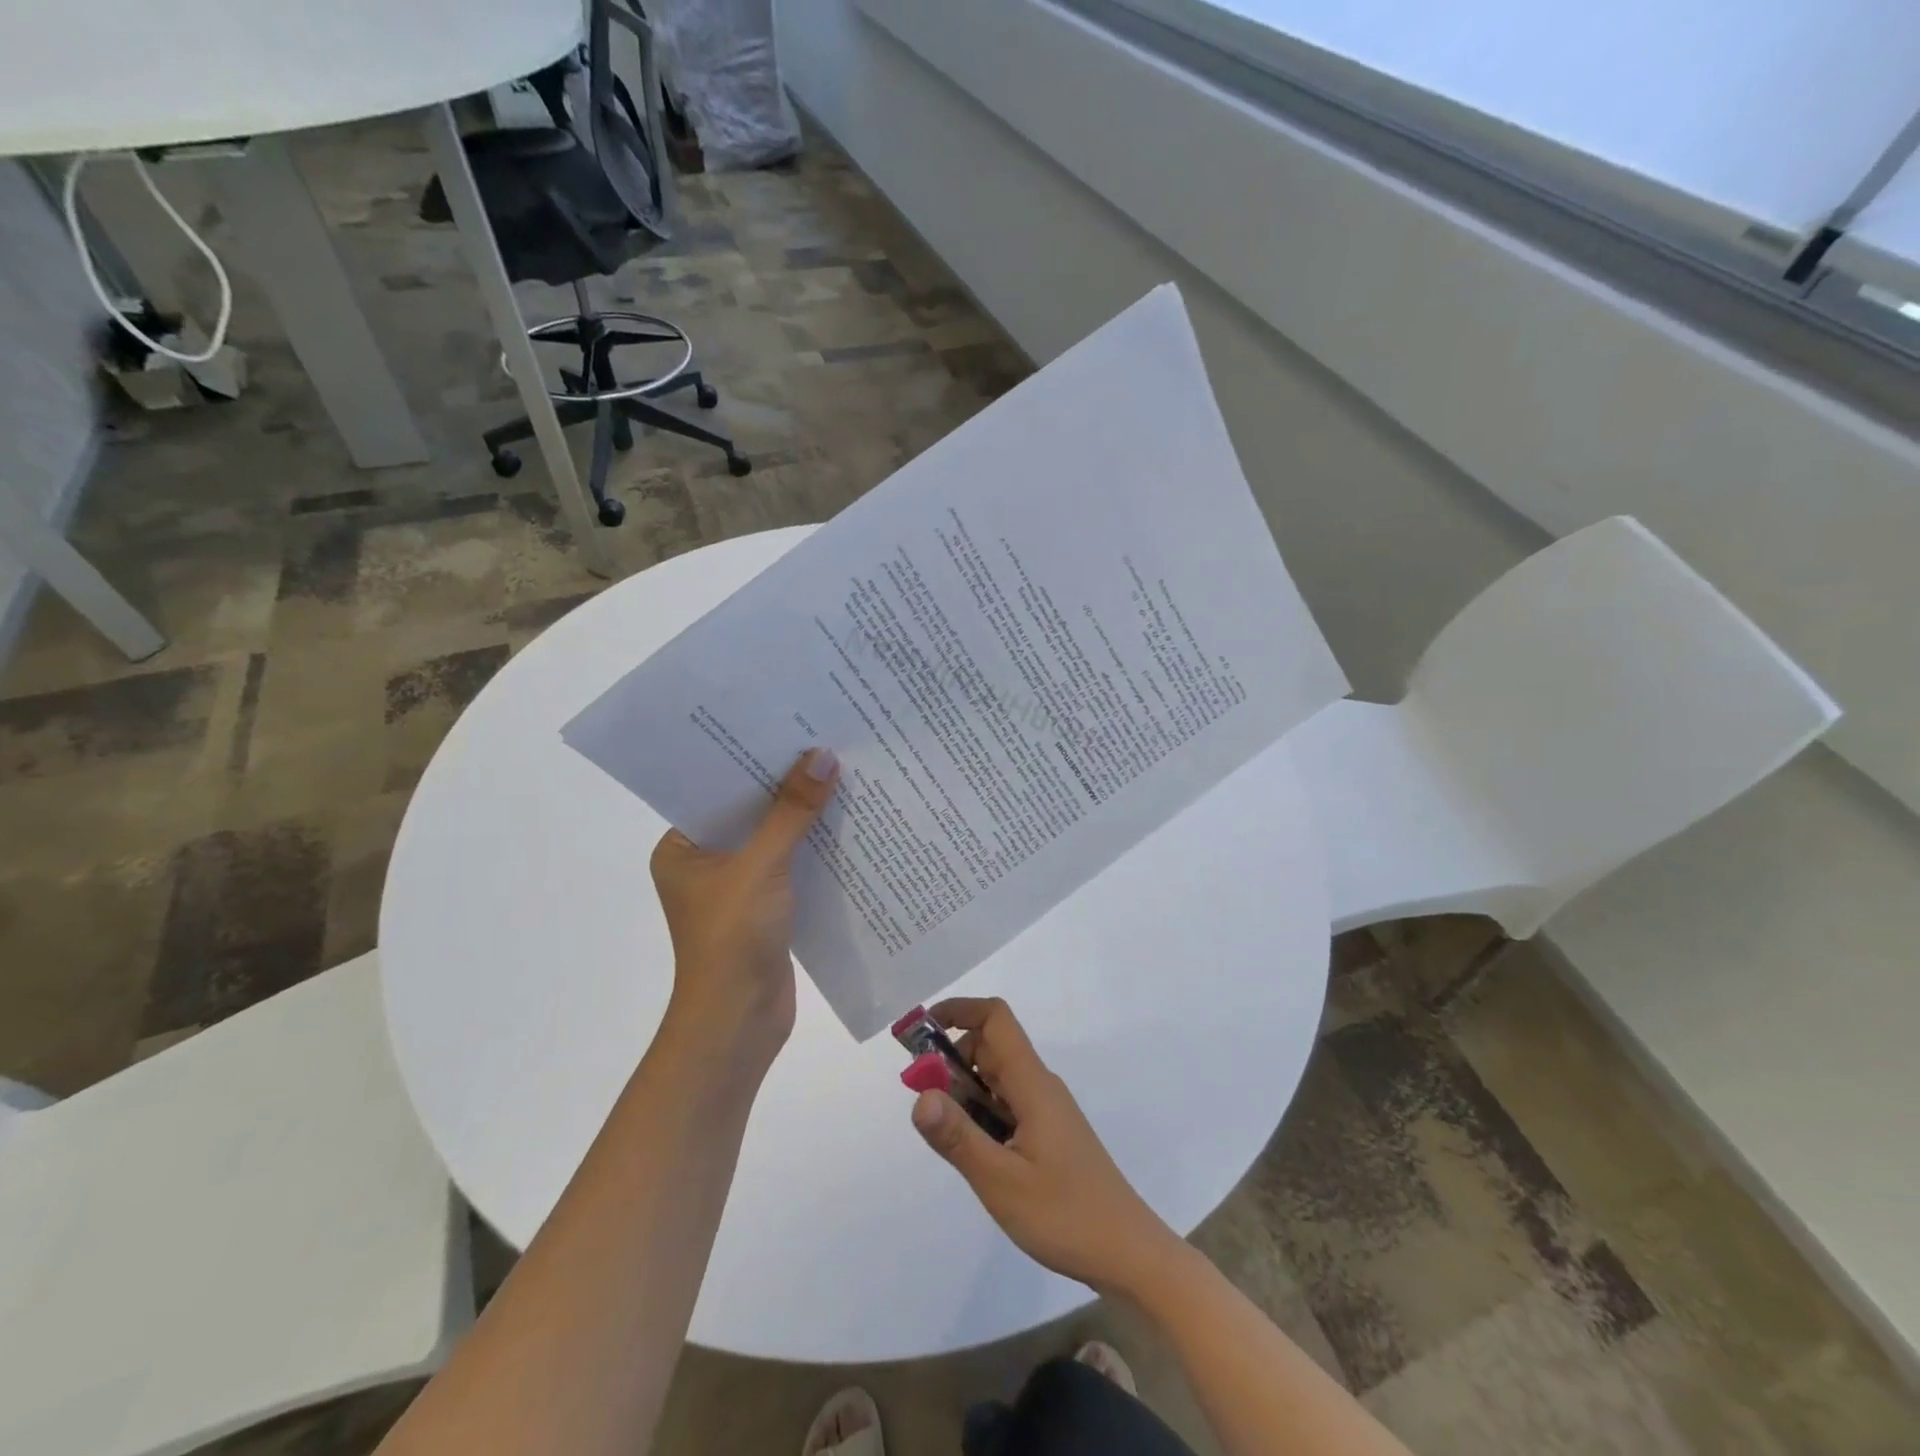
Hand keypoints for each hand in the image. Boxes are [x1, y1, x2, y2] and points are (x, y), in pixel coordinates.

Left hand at [650, 748, 838, 1065]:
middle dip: (787, 786)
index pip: (719, 790)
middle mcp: (706, 862)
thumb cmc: (732, 938)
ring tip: (845, 774)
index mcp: (682, 848)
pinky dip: (815, 849)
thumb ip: (792, 812)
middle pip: (751, 812)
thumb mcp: (761, 866)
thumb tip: (823, 756)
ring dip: (805, 817)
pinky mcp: (766, 908)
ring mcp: (737, 887)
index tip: (792, 728)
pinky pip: (792, 865)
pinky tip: (849, 825)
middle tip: (826, 744)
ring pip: (775, 839)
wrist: (739, 1023)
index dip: (755, 760)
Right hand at [909, 997, 1185, 1298]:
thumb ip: (957, 1136)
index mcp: (1031, 1083)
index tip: (921, 1035)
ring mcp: (1046, 1110)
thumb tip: (919, 1095)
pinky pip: (1006, 1105)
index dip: (958, 1011)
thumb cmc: (1065, 1215)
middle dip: (951, 1061)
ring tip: (949, 1138)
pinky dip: (981, 1115)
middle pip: (990, 1047)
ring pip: (996, 1079)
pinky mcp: (1048, 1133)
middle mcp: (1039, 1086)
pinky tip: (976, 1155)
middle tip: (926, 1103)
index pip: (995, 1018)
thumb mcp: (1000, 1181)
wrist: (1128, 1254)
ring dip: (965, 1092)